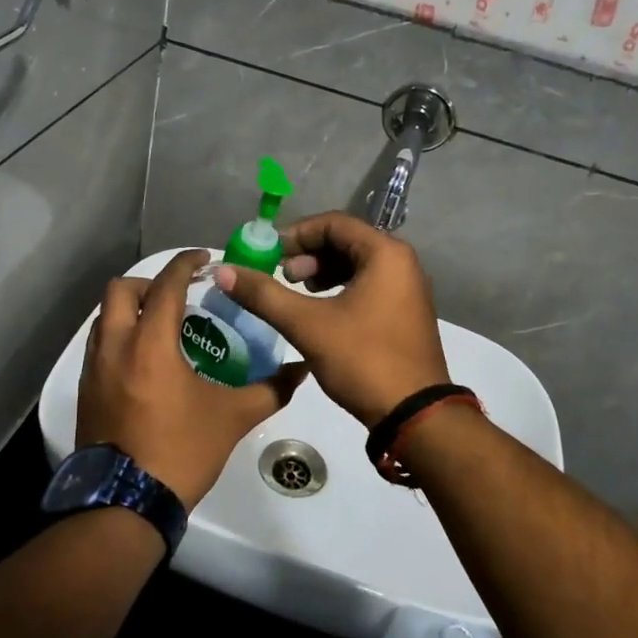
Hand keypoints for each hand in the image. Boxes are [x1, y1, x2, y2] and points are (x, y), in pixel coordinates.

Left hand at [77, 249, 307, 509]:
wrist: (125, 504)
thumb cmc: (180, 451)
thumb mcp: (232, 418)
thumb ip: (270, 389)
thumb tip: (302, 369)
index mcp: (150, 344)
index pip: (164, 285)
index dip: (185, 264)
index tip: (204, 259)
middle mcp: (115, 347)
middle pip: (120, 290)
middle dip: (150, 283)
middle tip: (179, 295)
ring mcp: (94, 370)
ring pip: (104, 317)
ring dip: (131, 310)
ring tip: (162, 326)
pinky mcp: (86, 392)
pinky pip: (99, 345)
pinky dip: (120, 336)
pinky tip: (145, 361)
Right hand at [210, 212, 449, 426]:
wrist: (413, 415)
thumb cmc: (363, 359)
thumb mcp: (307, 325)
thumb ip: (264, 294)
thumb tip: (223, 270)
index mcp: (386, 253)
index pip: (334, 223)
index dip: (296, 234)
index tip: (269, 255)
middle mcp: (402, 263)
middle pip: (346, 241)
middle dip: (309, 255)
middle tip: (283, 276)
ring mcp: (407, 289)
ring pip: (357, 265)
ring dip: (323, 272)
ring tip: (298, 293)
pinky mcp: (405, 312)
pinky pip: (369, 285)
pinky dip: (340, 290)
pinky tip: (320, 311)